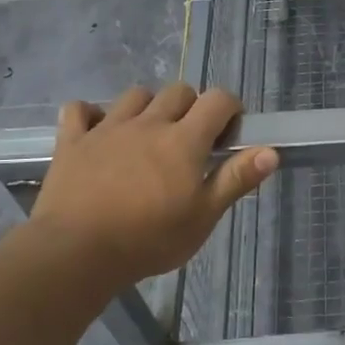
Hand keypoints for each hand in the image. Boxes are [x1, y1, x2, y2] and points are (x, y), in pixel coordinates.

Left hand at [21, 83, 278, 287]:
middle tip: (190, 140)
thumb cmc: (148, 240)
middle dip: (191, 107)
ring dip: (148, 107)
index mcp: (184, 140)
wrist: (75, 253)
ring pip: (135, 95)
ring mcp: (107, 129)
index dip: (230, 108)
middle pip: (178, 91)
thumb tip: (271, 151)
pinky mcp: (72, 141)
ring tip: (148, 136)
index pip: (217, 100)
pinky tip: (97, 132)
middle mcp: (149, 123)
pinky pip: (80, 110)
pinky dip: (91, 115)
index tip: (228, 134)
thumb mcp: (203, 217)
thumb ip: (236, 179)